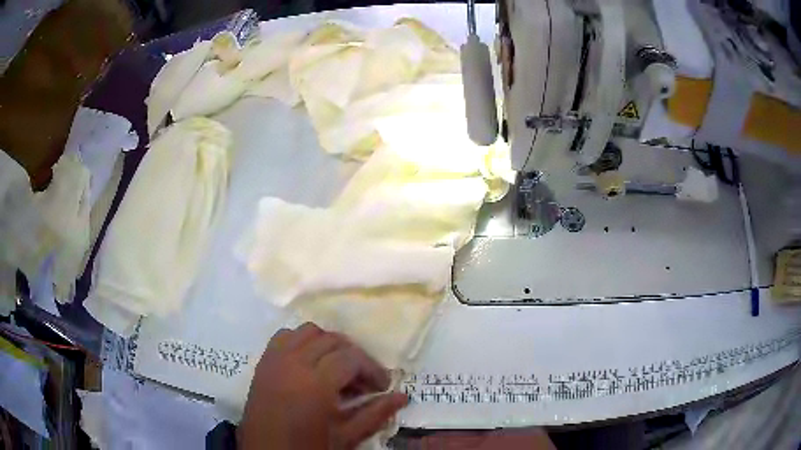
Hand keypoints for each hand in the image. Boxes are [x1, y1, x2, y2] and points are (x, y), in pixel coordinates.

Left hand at [238, 323, 407, 448]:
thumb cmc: (307, 448)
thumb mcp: (345, 437)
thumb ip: (375, 414)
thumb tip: (402, 396)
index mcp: (315, 384)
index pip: (351, 358)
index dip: (372, 369)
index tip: (383, 386)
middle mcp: (293, 363)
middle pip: (332, 340)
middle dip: (354, 356)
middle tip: (363, 381)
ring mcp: (275, 360)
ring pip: (308, 331)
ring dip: (328, 344)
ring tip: (337, 369)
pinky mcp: (263, 362)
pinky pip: (285, 336)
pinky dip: (302, 341)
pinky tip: (309, 363)